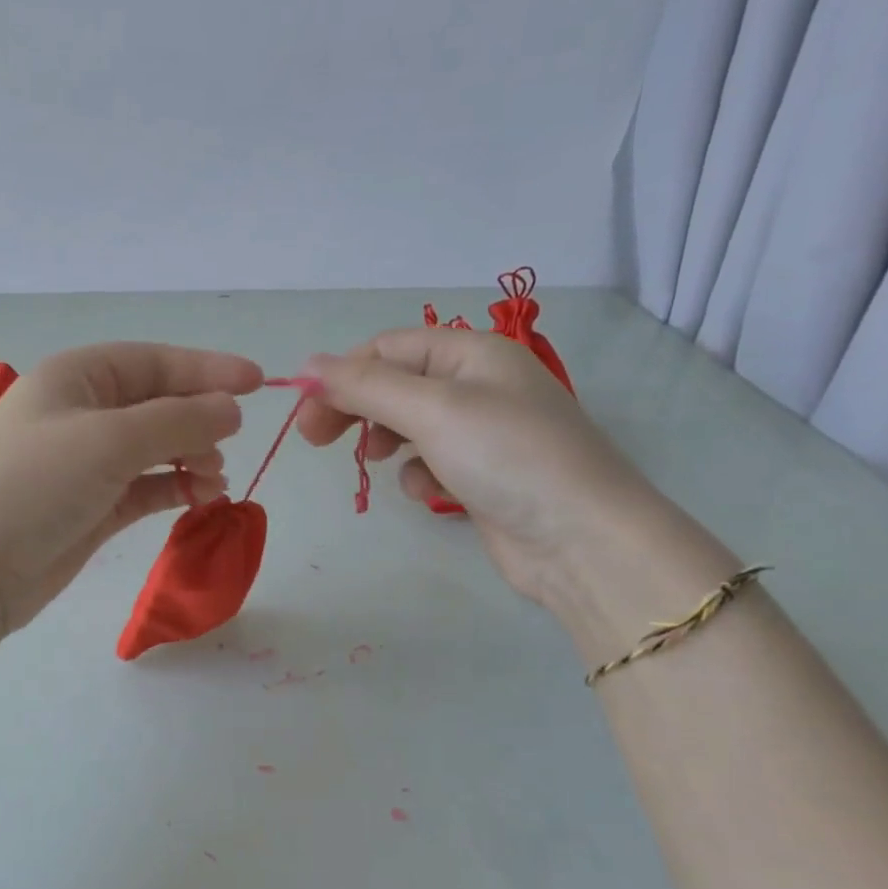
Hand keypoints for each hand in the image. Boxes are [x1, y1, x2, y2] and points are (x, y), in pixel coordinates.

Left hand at [0, 343, 262, 630]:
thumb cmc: (34, 484)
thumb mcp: (110, 440)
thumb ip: (178, 420)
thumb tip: (231, 409)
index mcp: (77, 376)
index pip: (154, 361)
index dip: (207, 369)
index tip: (260, 383)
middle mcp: (82, 412)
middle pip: (158, 402)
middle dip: (199, 419)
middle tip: (228, 444)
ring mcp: (86, 462)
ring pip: (155, 447)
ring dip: (191, 457)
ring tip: (215, 479)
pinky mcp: (91, 506)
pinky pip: (145, 486)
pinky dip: (174, 487)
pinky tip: (201, 496)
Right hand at [297, 329, 660, 607]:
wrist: (582, 540)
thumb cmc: (506, 456)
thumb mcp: (431, 410)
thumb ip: (366, 385)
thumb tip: (308, 364)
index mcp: (473, 352)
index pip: (388, 348)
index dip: (342, 374)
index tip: (305, 411)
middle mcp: (478, 384)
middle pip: (395, 384)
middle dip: (356, 409)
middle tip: (315, 439)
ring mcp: (482, 431)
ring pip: (409, 424)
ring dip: (386, 441)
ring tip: (379, 462)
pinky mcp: (482, 473)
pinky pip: (431, 461)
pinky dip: (418, 474)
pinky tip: (428, 492)